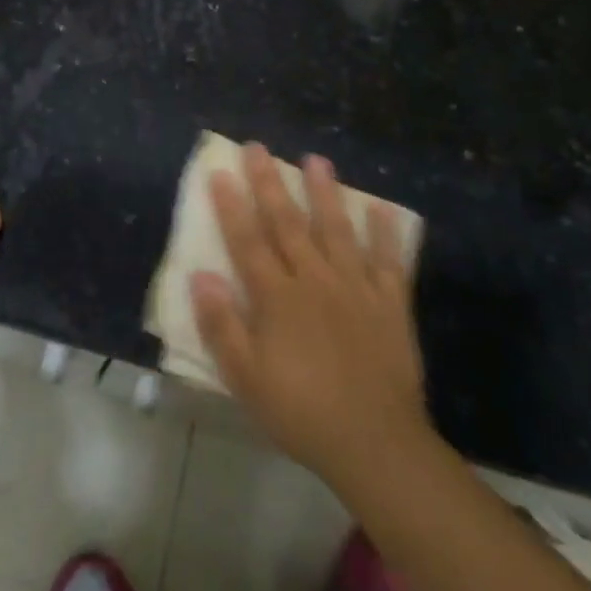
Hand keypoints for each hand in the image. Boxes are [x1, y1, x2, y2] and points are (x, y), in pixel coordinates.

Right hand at [191, 143, 427, 483]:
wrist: (374, 443)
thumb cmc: (300, 412)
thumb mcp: (245, 377)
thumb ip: (221, 324)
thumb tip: (200, 275)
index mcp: (277, 298)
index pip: (247, 241)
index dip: (231, 206)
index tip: (220, 172)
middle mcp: (314, 280)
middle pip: (287, 223)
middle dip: (270, 183)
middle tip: (258, 147)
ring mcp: (355, 288)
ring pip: (336, 230)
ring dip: (325, 193)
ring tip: (316, 160)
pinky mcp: (389, 304)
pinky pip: (387, 261)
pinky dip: (384, 234)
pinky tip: (380, 209)